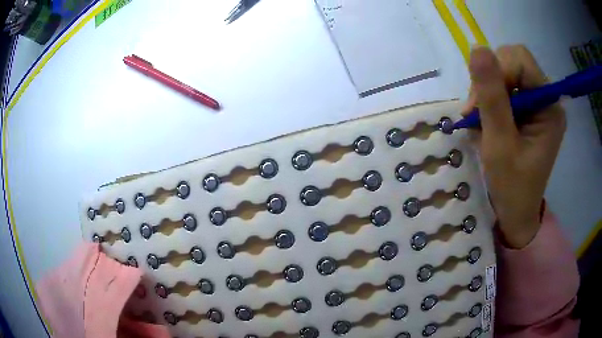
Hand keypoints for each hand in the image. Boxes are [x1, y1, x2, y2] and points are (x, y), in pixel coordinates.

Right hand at [463, 45, 565, 248]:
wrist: (516, 213)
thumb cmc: (511, 187)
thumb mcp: (499, 144)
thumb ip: (492, 96)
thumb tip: (477, 48)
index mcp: (549, 106)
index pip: (521, 60)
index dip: (498, 71)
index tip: (481, 103)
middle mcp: (547, 99)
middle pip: (513, 63)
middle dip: (490, 82)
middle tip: (476, 112)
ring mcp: (538, 104)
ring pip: (505, 73)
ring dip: (486, 92)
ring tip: (478, 122)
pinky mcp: (529, 111)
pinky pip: (504, 88)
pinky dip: (489, 101)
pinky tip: (485, 122)